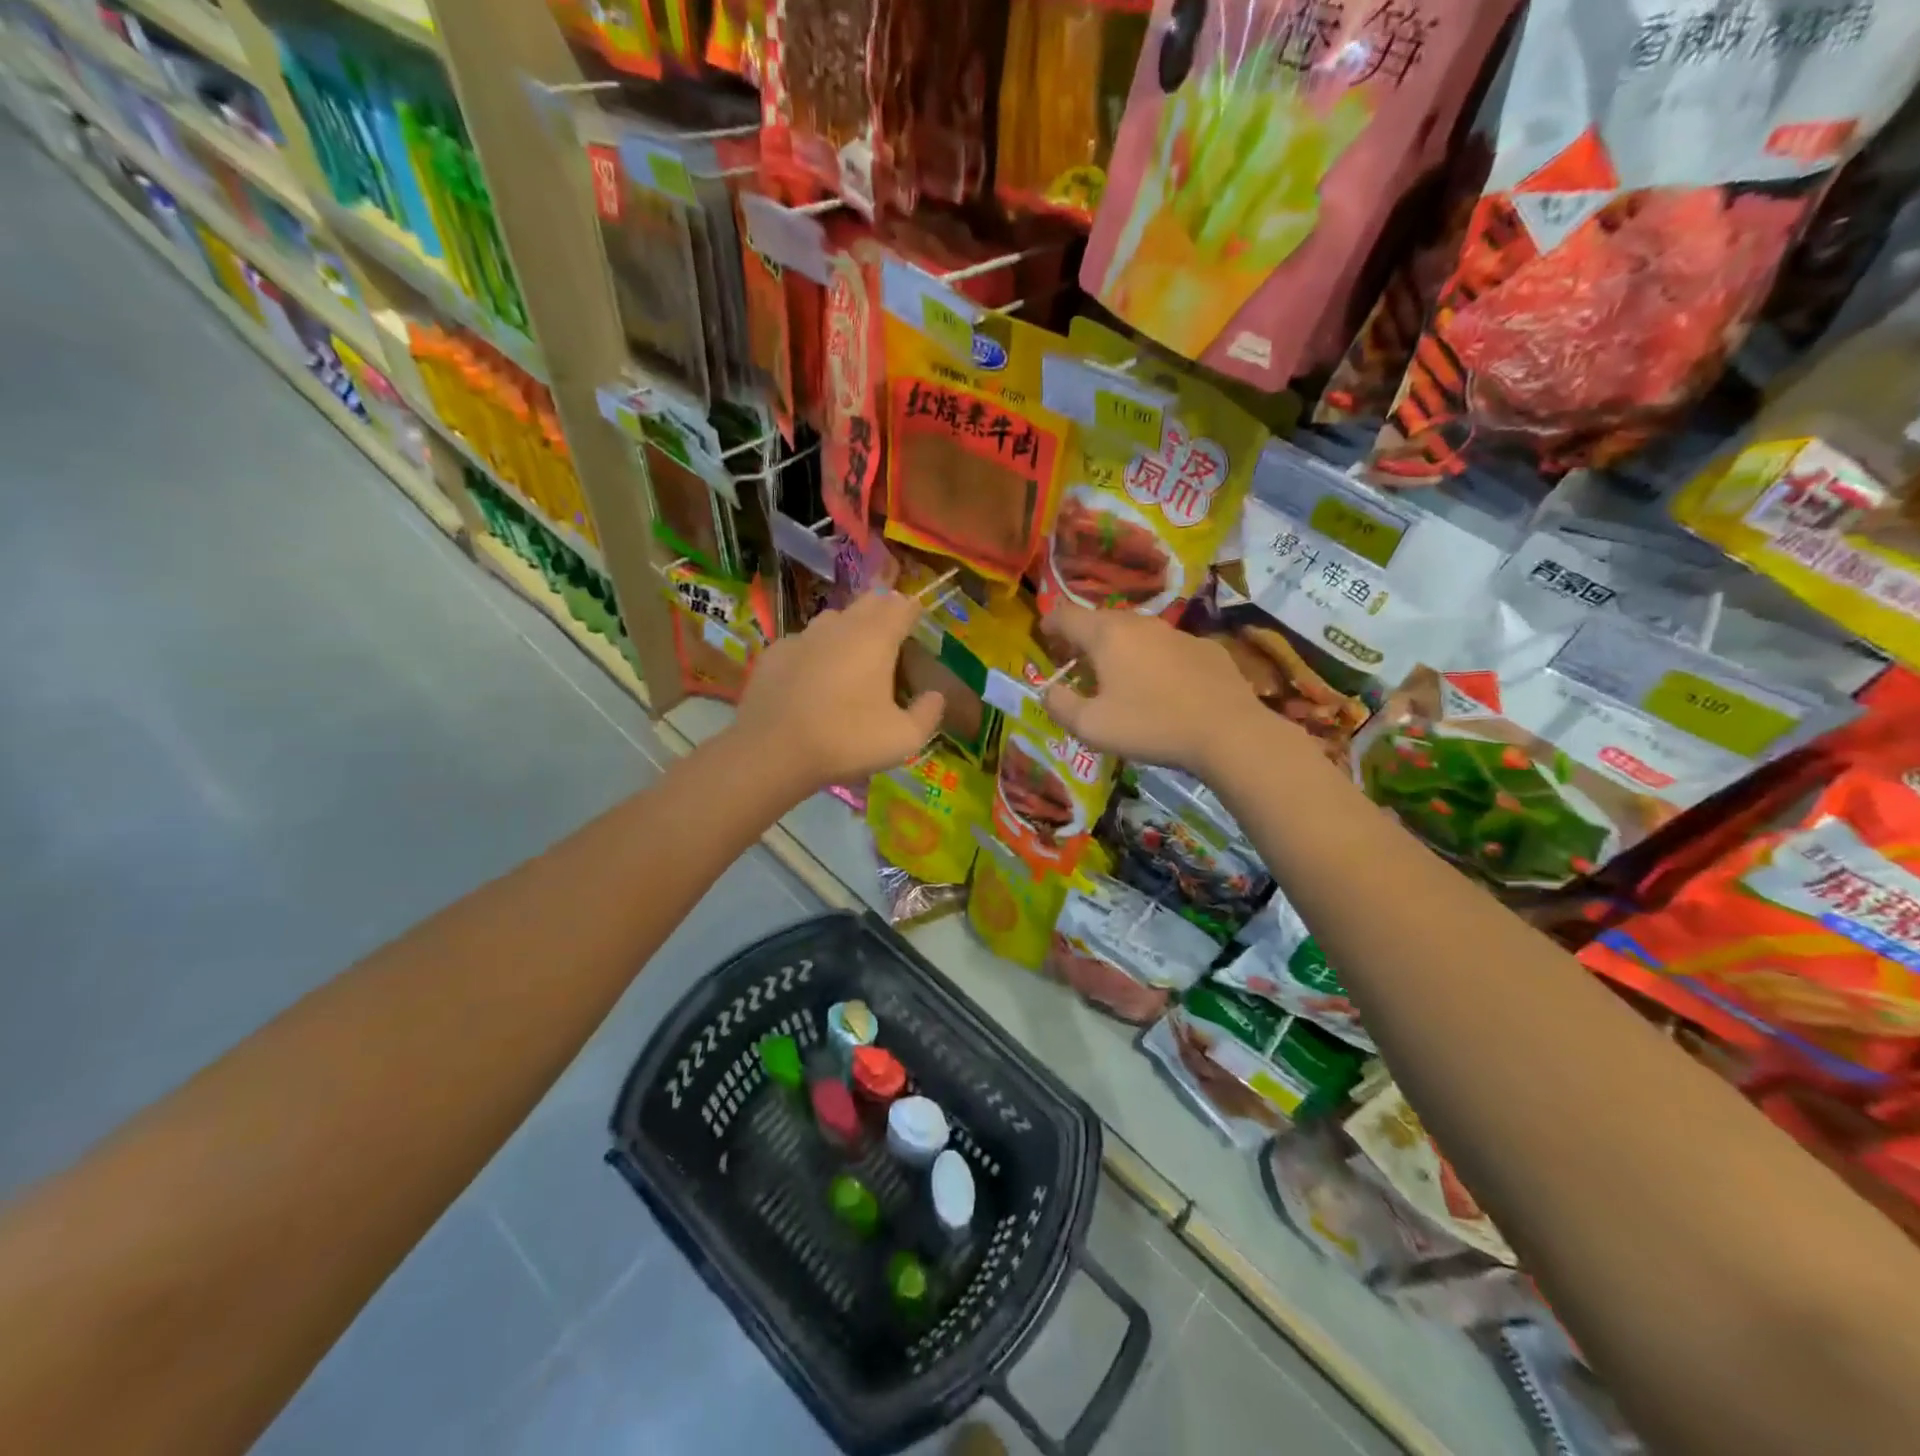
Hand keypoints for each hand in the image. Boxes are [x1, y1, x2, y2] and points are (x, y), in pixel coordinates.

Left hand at [734, 589, 943, 790]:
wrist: (772, 751)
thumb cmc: (847, 740)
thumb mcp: (903, 738)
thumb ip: (927, 714)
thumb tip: (936, 696)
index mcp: (876, 638)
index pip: (902, 606)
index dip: (913, 611)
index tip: (918, 623)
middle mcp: (840, 626)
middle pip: (868, 603)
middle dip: (883, 612)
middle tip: (891, 637)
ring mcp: (802, 636)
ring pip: (833, 620)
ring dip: (848, 630)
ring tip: (853, 657)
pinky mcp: (774, 653)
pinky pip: (803, 643)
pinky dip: (815, 652)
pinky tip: (813, 678)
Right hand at [1041, 604, 1270, 777]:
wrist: (1228, 731)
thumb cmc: (1150, 726)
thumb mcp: (1091, 726)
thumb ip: (1060, 705)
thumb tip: (1049, 691)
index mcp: (1106, 635)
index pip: (1066, 614)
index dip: (1049, 623)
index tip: (1044, 636)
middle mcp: (1140, 623)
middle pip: (1101, 621)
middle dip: (1083, 638)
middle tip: (1077, 662)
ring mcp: (1176, 633)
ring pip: (1136, 633)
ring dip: (1120, 649)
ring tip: (1117, 676)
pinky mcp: (1204, 648)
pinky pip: (1167, 648)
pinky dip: (1154, 660)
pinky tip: (1161, 687)